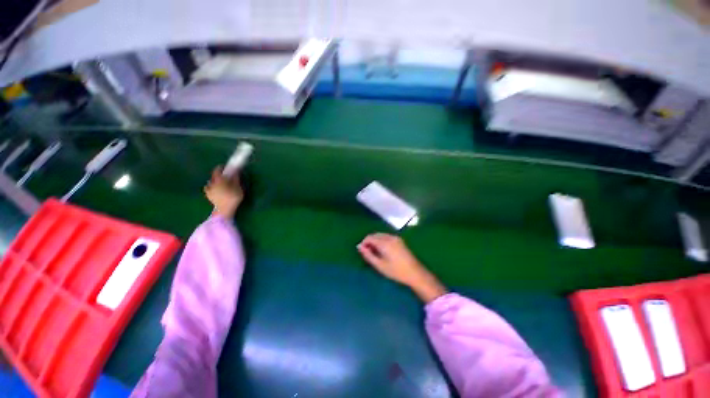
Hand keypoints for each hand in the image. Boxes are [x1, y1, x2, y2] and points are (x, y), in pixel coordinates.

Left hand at [204, 166, 242, 218]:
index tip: (225, 167)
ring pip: (211, 182)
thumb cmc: (233, 198)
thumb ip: (236, 179)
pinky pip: (208, 188)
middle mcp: (212, 183)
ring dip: (215, 180)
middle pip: (214, 176)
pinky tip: (215, 189)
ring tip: (221, 182)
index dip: (221, 168)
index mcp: (219, 180)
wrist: (224, 210)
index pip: (217, 170)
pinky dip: (211, 186)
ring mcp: (209, 190)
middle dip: (219, 174)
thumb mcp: (238, 188)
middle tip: (225, 175)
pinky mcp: (208, 195)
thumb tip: (235, 171)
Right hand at [357, 233, 446, 302]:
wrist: (415, 273)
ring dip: (375, 241)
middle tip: (368, 253)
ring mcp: (396, 238)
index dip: (364, 243)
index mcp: (384, 243)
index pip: (369, 237)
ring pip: (381, 235)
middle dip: (369, 241)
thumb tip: (359, 247)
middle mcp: (390, 237)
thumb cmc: (396, 271)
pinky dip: (382, 241)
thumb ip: (368, 255)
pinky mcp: (400, 240)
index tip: (362, 252)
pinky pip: (386, 237)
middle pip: (375, 235)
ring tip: (375, 253)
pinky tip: (383, 250)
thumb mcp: (380, 265)